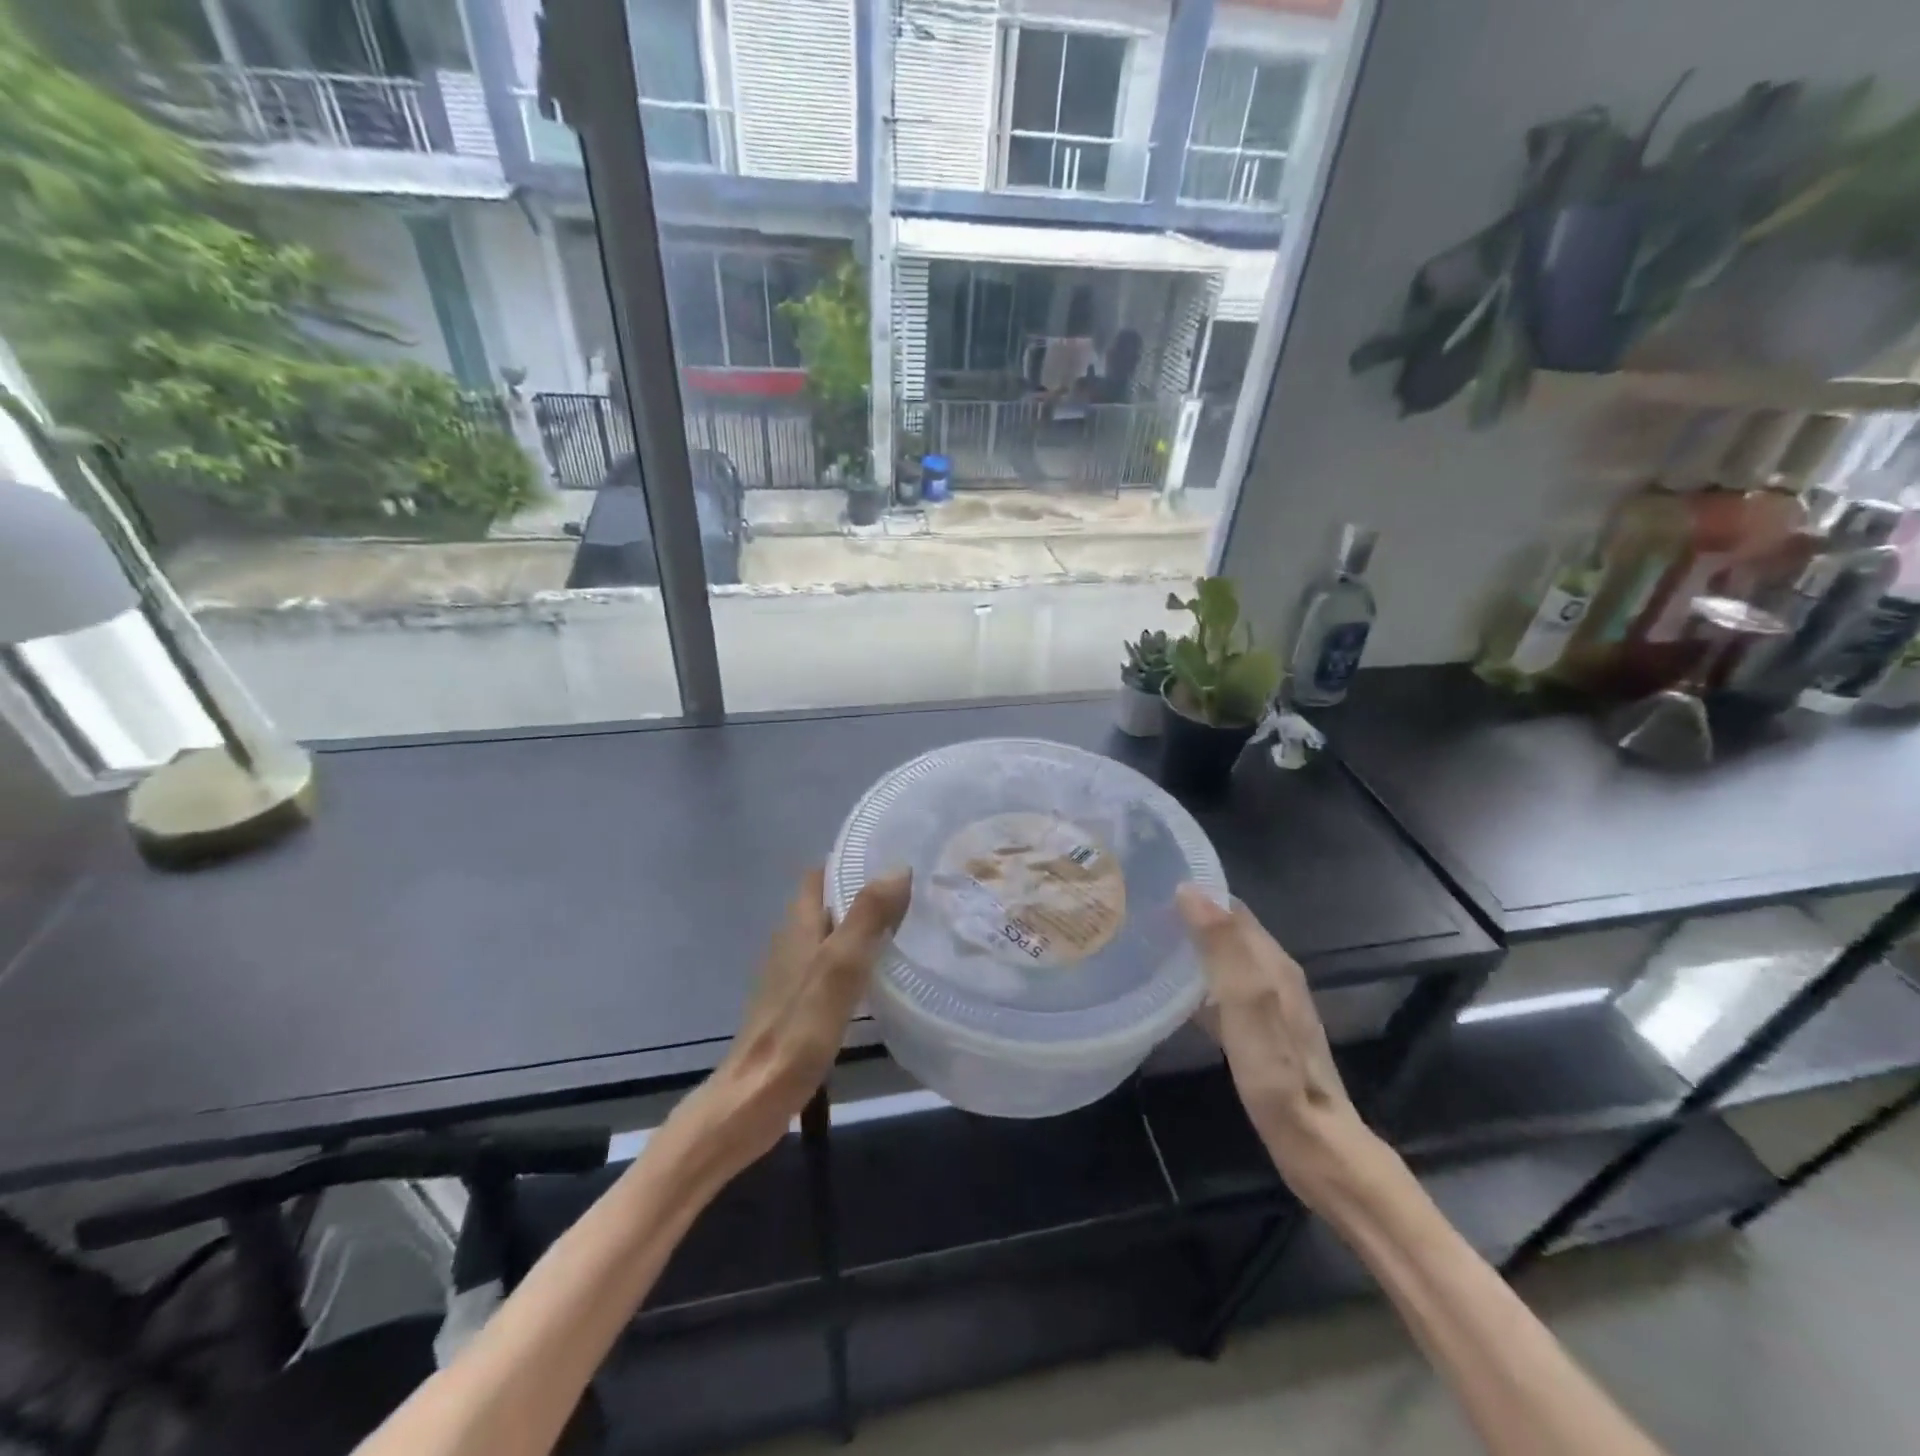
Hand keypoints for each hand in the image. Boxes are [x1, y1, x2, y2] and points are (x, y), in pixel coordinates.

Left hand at [685, 867, 911, 1176]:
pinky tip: (879, 979)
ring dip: (860, 930)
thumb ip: (867, 917)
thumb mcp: (840, 967)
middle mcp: (791, 944)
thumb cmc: (798, 1028)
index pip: (819, 876)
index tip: (890, 859)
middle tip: (911, 895)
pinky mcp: (796, 1007)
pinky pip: (829, 968)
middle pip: (826, 905)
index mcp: (799, 926)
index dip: (849, 862)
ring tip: (905, 930)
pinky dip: (853, 963)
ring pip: (829, 938)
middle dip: (862, 895)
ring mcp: (791, 977)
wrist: (755, 1097)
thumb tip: (897, 867)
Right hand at [1176, 885, 1380, 1210]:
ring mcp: (1266, 1004)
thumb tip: (1190, 890)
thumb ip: (1223, 949)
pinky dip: (1194, 979)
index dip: (1194, 892)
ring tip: (1144, 942)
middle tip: (1136, 912)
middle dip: (1186, 916)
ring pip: (1221, 959)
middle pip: (1225, 930)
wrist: (1315, 1144)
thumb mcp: (1248, 1007)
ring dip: (1189, 946)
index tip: (1149, 885)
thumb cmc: (1278, 1075)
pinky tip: (1167, 990)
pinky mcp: (1256, 1030)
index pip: (1230, 907)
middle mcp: (1272, 975)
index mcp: (1272, 962)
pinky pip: (1218, 988)